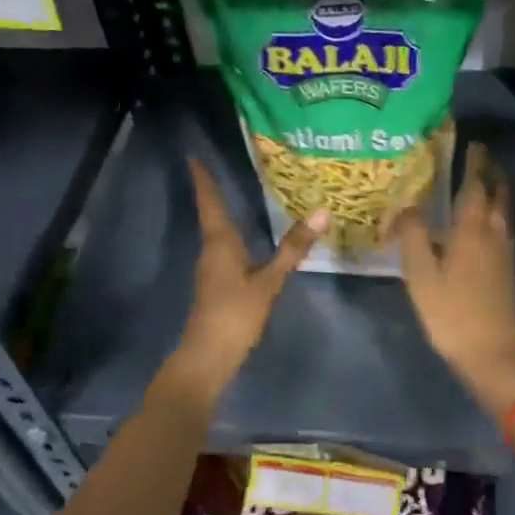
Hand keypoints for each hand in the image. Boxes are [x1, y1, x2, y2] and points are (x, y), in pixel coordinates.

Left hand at [165, 157, 326, 404]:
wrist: (207, 358)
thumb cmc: (235, 315)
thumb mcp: (269, 281)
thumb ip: (293, 248)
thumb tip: (322, 211)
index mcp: (219, 243)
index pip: (210, 202)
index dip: (203, 179)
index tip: (193, 156)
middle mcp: (211, 250)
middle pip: (210, 213)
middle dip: (213, 190)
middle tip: (220, 167)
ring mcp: (211, 269)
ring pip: (216, 232)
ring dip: (222, 212)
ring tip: (236, 194)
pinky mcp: (216, 284)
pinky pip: (223, 248)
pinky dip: (232, 234)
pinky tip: (245, 239)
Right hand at [396, 143, 514, 421]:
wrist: (492, 354)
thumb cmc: (451, 312)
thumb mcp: (420, 274)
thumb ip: (413, 234)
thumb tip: (407, 205)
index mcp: (472, 228)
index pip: (476, 184)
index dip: (474, 162)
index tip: (471, 143)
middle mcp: (494, 232)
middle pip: (499, 193)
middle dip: (491, 172)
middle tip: (478, 157)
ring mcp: (506, 251)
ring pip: (506, 210)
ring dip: (498, 190)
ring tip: (483, 182)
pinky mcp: (509, 269)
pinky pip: (506, 226)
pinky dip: (498, 211)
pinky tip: (485, 222)